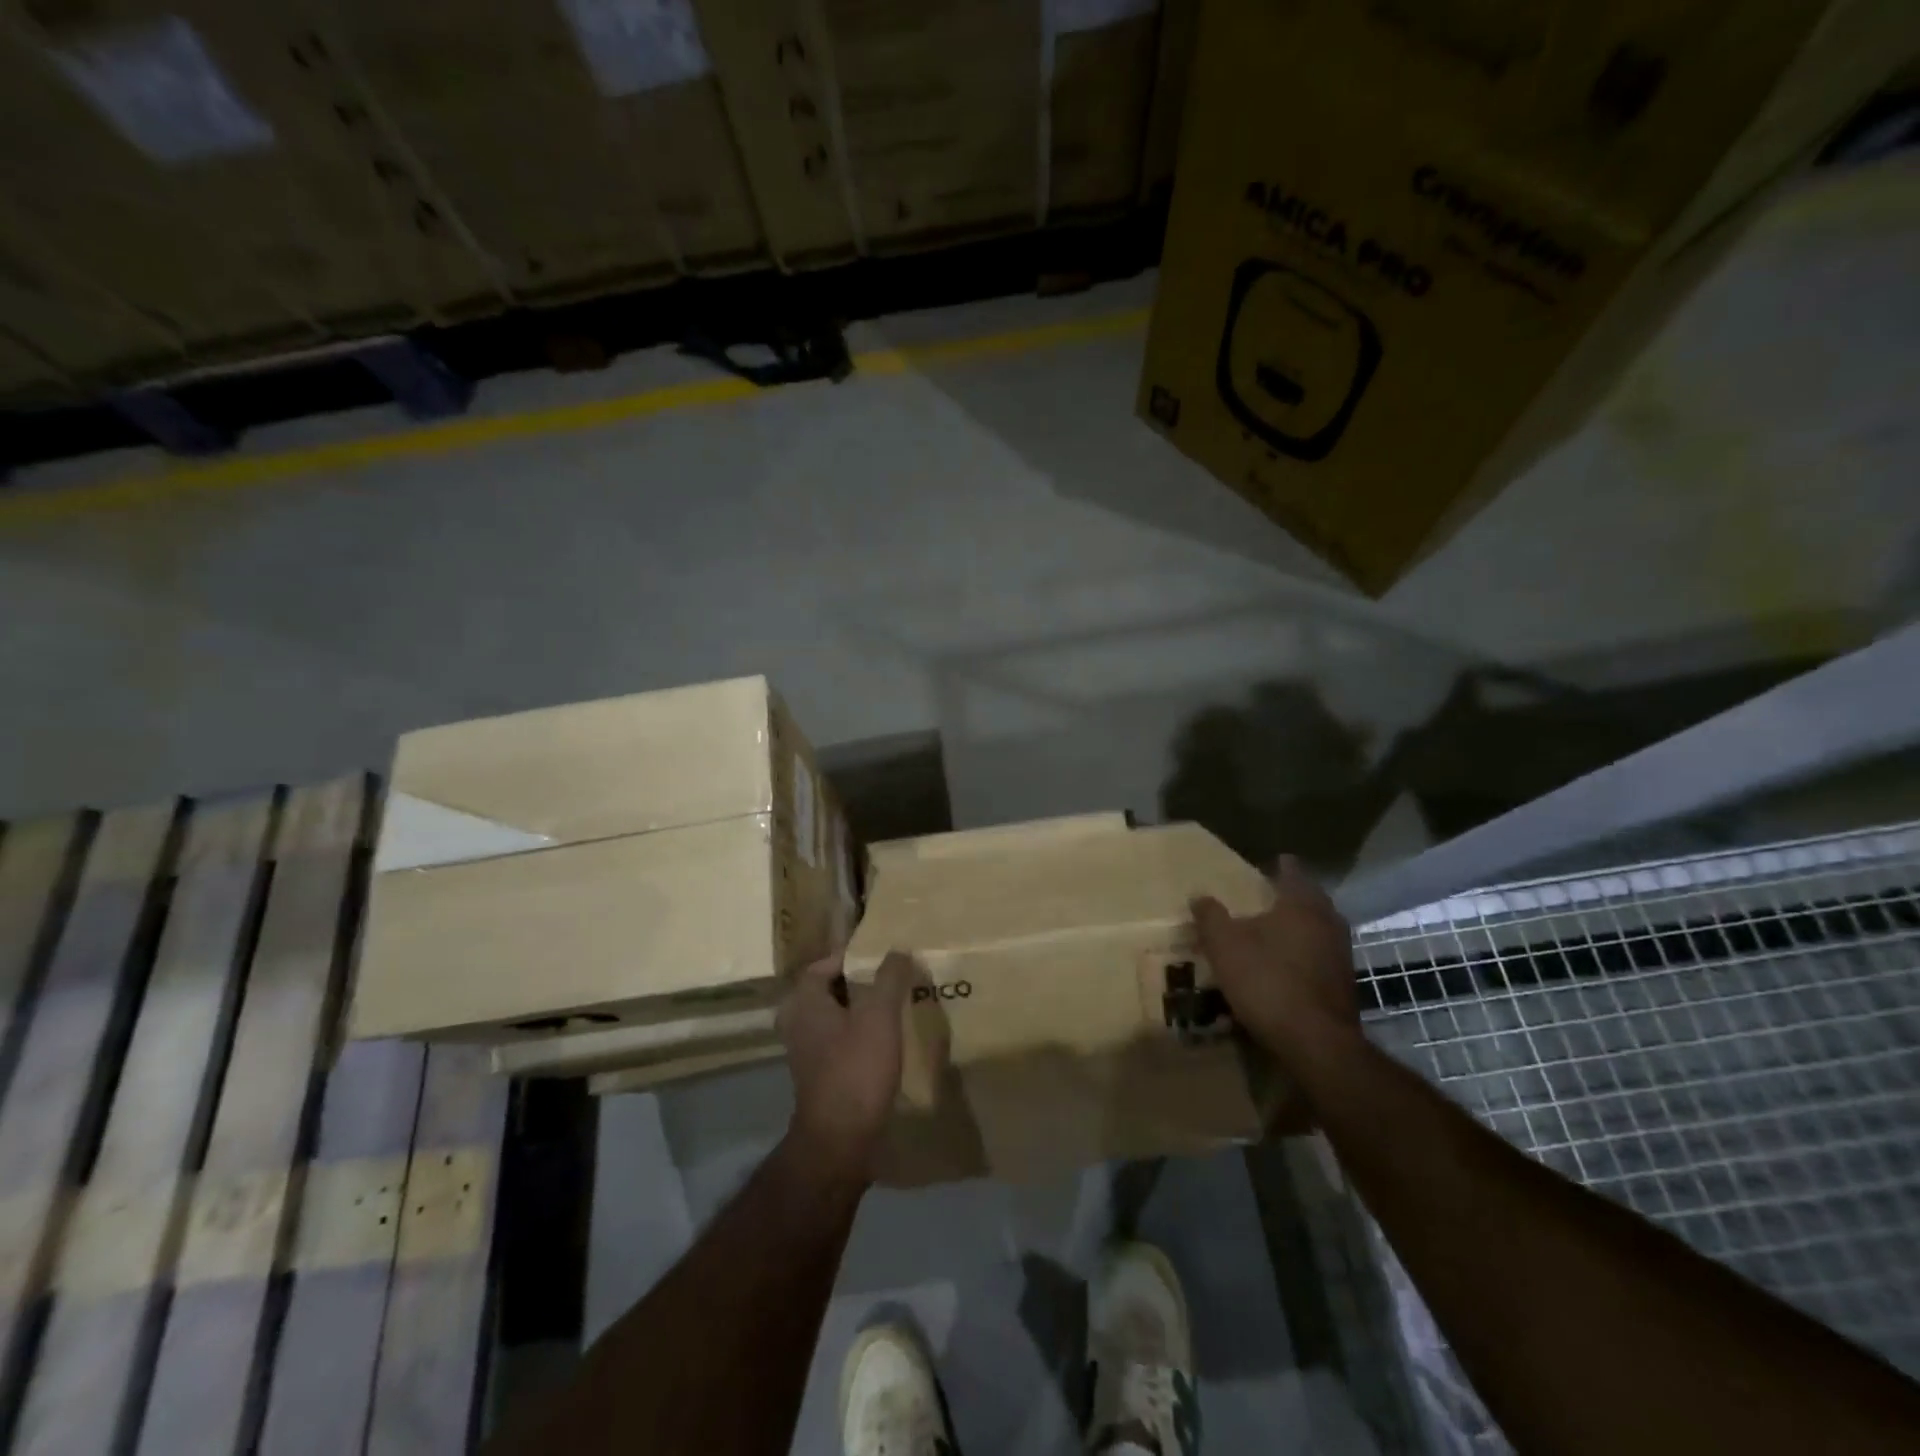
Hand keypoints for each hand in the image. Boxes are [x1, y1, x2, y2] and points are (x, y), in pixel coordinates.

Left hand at [777, 950, 914, 1182]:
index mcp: (804, 1001)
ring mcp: (805, 1051)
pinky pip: (839, 1041)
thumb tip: (898, 949)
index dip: (853, 958)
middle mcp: (797, 1022)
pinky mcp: (818, 1075)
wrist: (840, 1139)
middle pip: (830, 990)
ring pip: (835, 1017)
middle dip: (860, 984)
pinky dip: (858, 1035)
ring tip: (893, 1007)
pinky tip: (885, 1041)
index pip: (824, 964)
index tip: (882, 958)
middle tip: (891, 980)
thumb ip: (889, 977)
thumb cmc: (856, 1067)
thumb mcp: (880, 1015)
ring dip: (860, 1010)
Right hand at [1192, 854, 1359, 1066]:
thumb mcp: (1225, 946)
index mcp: (1302, 905)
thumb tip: (1199, 895)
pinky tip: (1285, 968)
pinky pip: (1320, 958)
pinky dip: (1304, 956)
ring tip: (1273, 933)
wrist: (1316, 1043)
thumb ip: (1211, 916)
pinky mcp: (1344, 985)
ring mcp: (1341, 955)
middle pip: (1310, 901)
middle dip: (1290, 898)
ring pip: (1318, 930)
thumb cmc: (1268, 981)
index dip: (1280, 867)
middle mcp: (1328, 923)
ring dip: (1298, 929)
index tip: (1268, 865)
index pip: (1293, 872)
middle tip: (1265, 898)